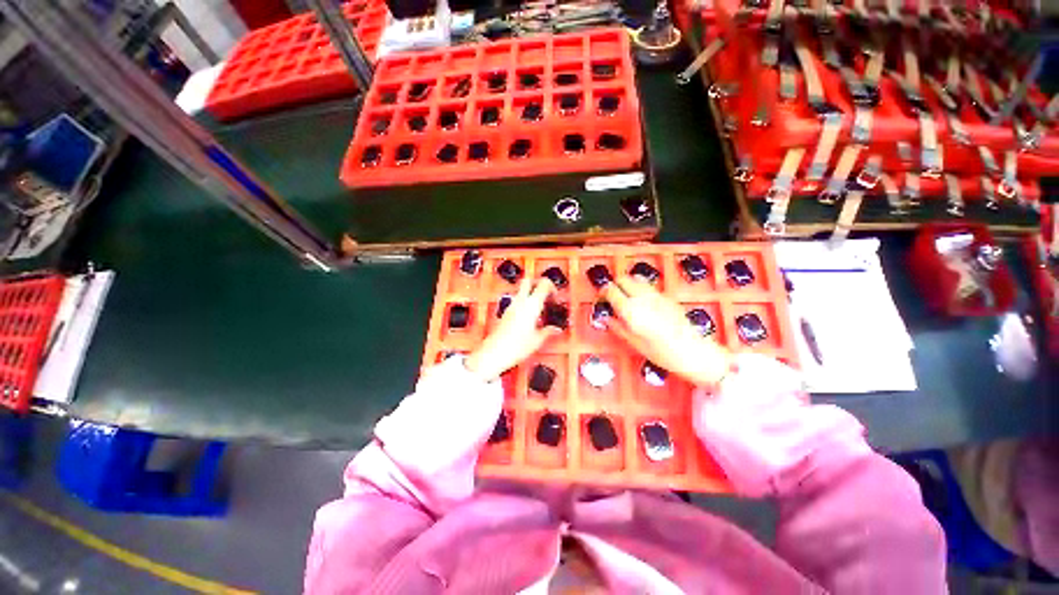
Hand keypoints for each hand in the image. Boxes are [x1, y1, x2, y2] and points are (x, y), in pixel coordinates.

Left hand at [465, 278, 559, 380]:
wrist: (494, 353)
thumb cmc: (516, 347)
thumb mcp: (537, 340)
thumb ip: (548, 331)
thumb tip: (556, 329)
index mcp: (532, 305)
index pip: (543, 284)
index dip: (552, 287)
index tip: (556, 297)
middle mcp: (520, 302)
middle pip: (529, 281)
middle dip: (538, 284)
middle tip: (546, 295)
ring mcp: (511, 306)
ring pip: (522, 290)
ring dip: (531, 294)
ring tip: (540, 309)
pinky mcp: (506, 312)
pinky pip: (517, 301)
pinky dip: (525, 303)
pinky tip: (530, 317)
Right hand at [602, 275, 730, 386]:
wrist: (694, 352)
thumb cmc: (662, 353)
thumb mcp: (634, 343)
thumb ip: (618, 327)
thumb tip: (606, 318)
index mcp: (631, 310)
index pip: (611, 290)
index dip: (603, 292)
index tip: (601, 298)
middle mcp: (642, 298)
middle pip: (623, 279)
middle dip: (615, 285)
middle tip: (612, 297)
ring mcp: (656, 295)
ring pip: (636, 278)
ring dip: (628, 284)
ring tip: (626, 297)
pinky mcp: (666, 296)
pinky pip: (647, 286)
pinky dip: (639, 288)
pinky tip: (642, 303)